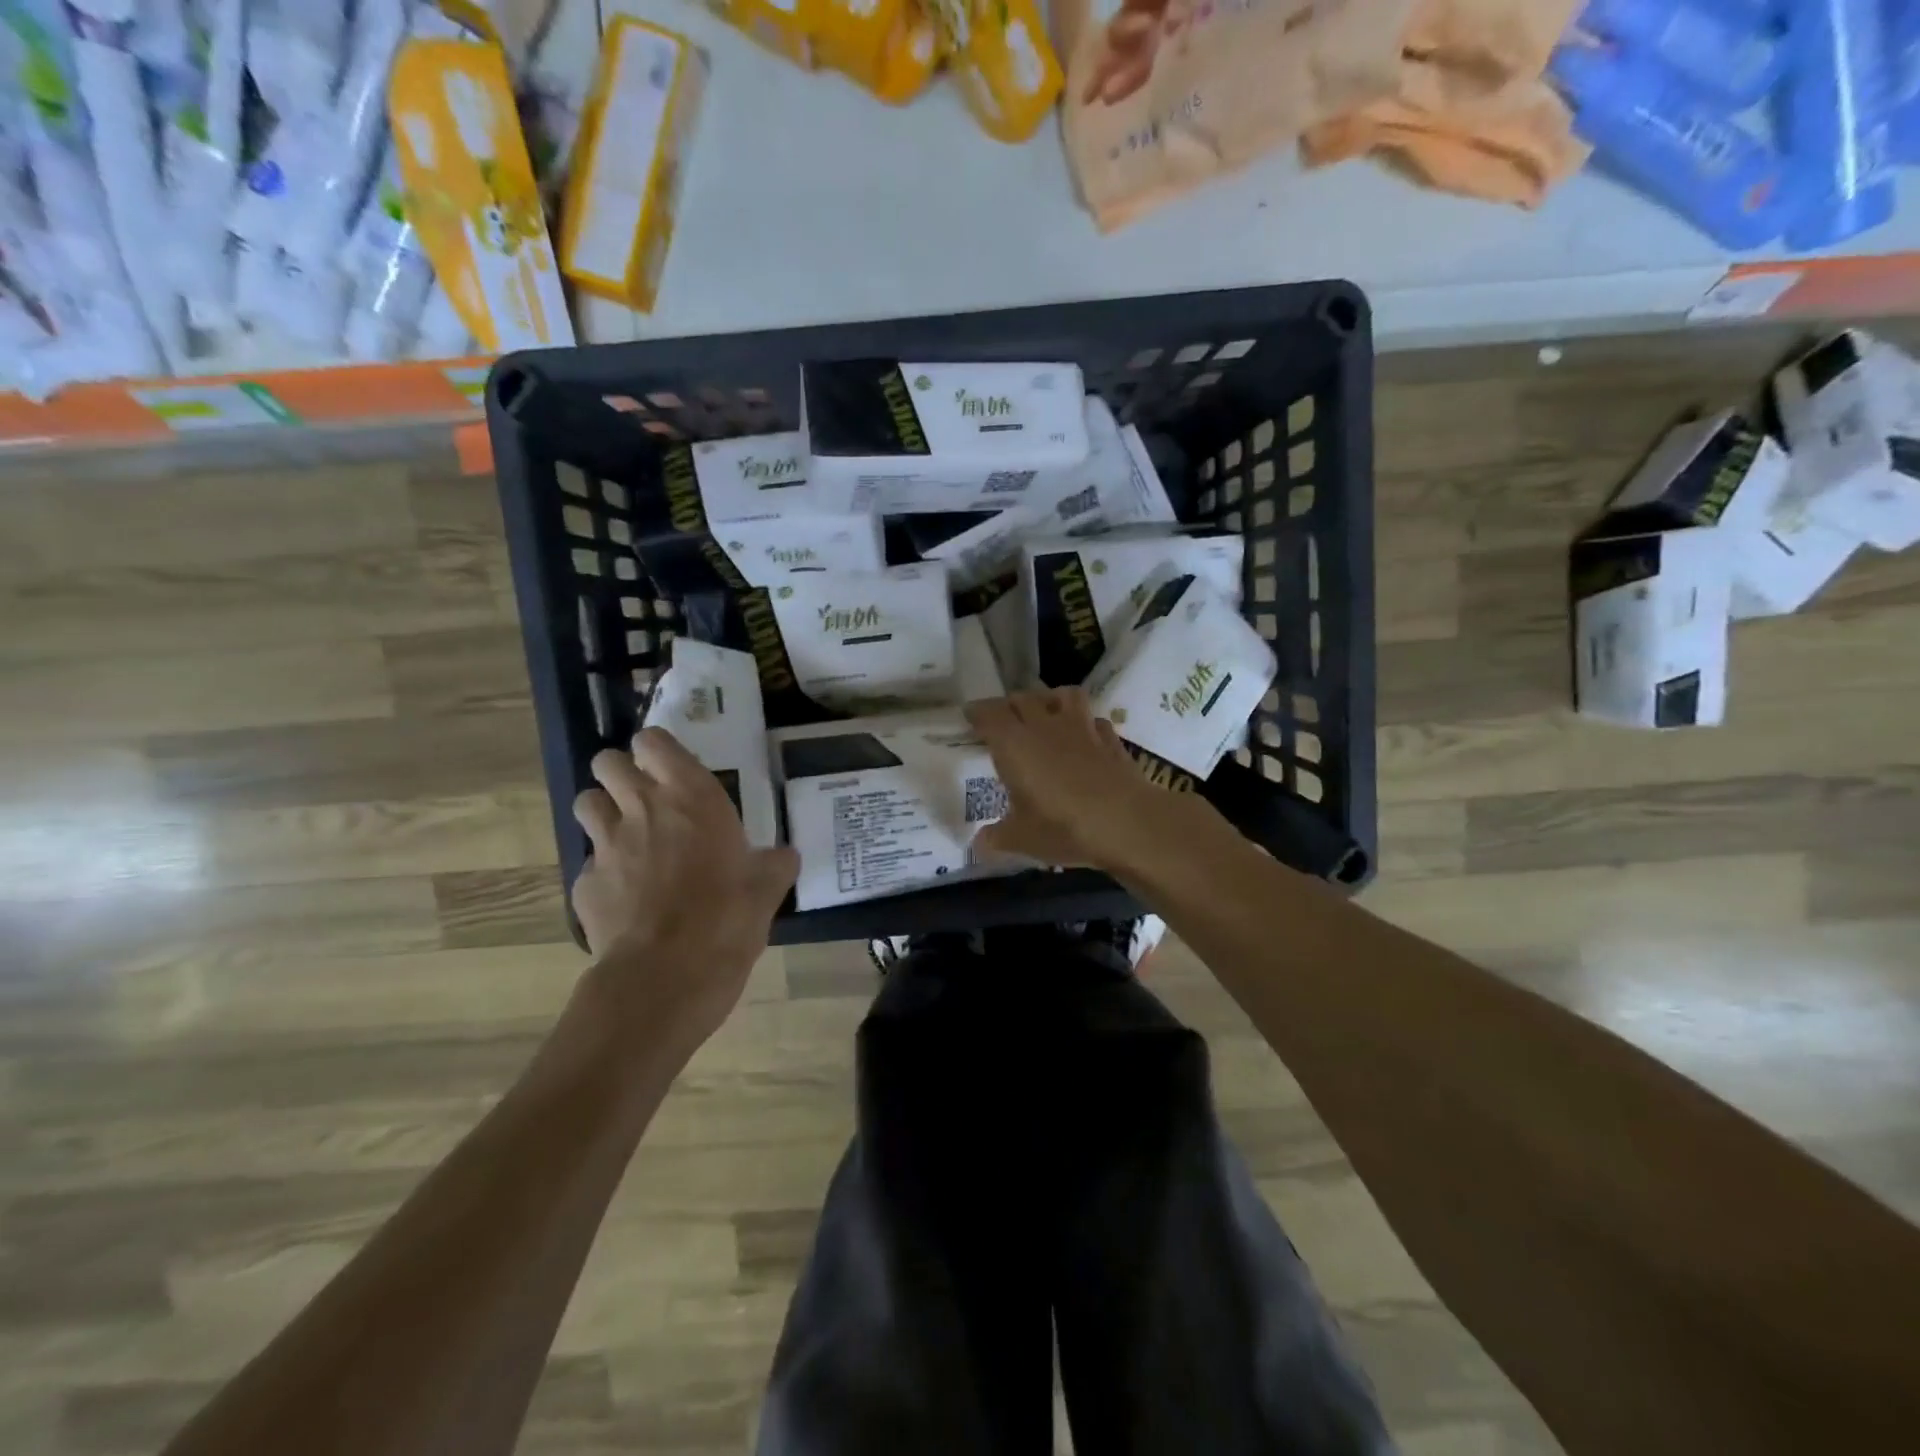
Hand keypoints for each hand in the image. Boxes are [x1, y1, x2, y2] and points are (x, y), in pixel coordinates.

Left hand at [571, 729, 797, 1041]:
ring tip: (627, 837)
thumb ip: (774, 864)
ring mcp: (606, 845)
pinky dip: (603, 873)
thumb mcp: (767, 889)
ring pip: (586, 802)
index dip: (657, 750)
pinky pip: (588, 864)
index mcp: (691, 797)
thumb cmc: (727, 919)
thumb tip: (785, 855)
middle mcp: (642, 808)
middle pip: (607, 762)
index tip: (670, 768)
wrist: (667, 977)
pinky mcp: (584, 885)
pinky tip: (624, 897)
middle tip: (644, 798)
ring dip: (603, 811)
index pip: (654, 741)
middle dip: (620, 772)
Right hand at [965, 687, 1181, 872]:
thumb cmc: (1063, 827)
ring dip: (1050, 699)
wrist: (1126, 822)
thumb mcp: (1022, 839)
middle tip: (1004, 720)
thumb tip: (978, 844)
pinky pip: (1094, 719)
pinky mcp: (1110, 738)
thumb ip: (997, 837)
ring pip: (1063, 695)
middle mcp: (1045, 726)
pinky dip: (1086, 723)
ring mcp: (1081, 728)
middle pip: (1022, 698)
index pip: (989, 714)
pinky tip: (1084, 738)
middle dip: (1010, 705)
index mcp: (1014, 744)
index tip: (970, 717)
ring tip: (1045, 715)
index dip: (978, 713)